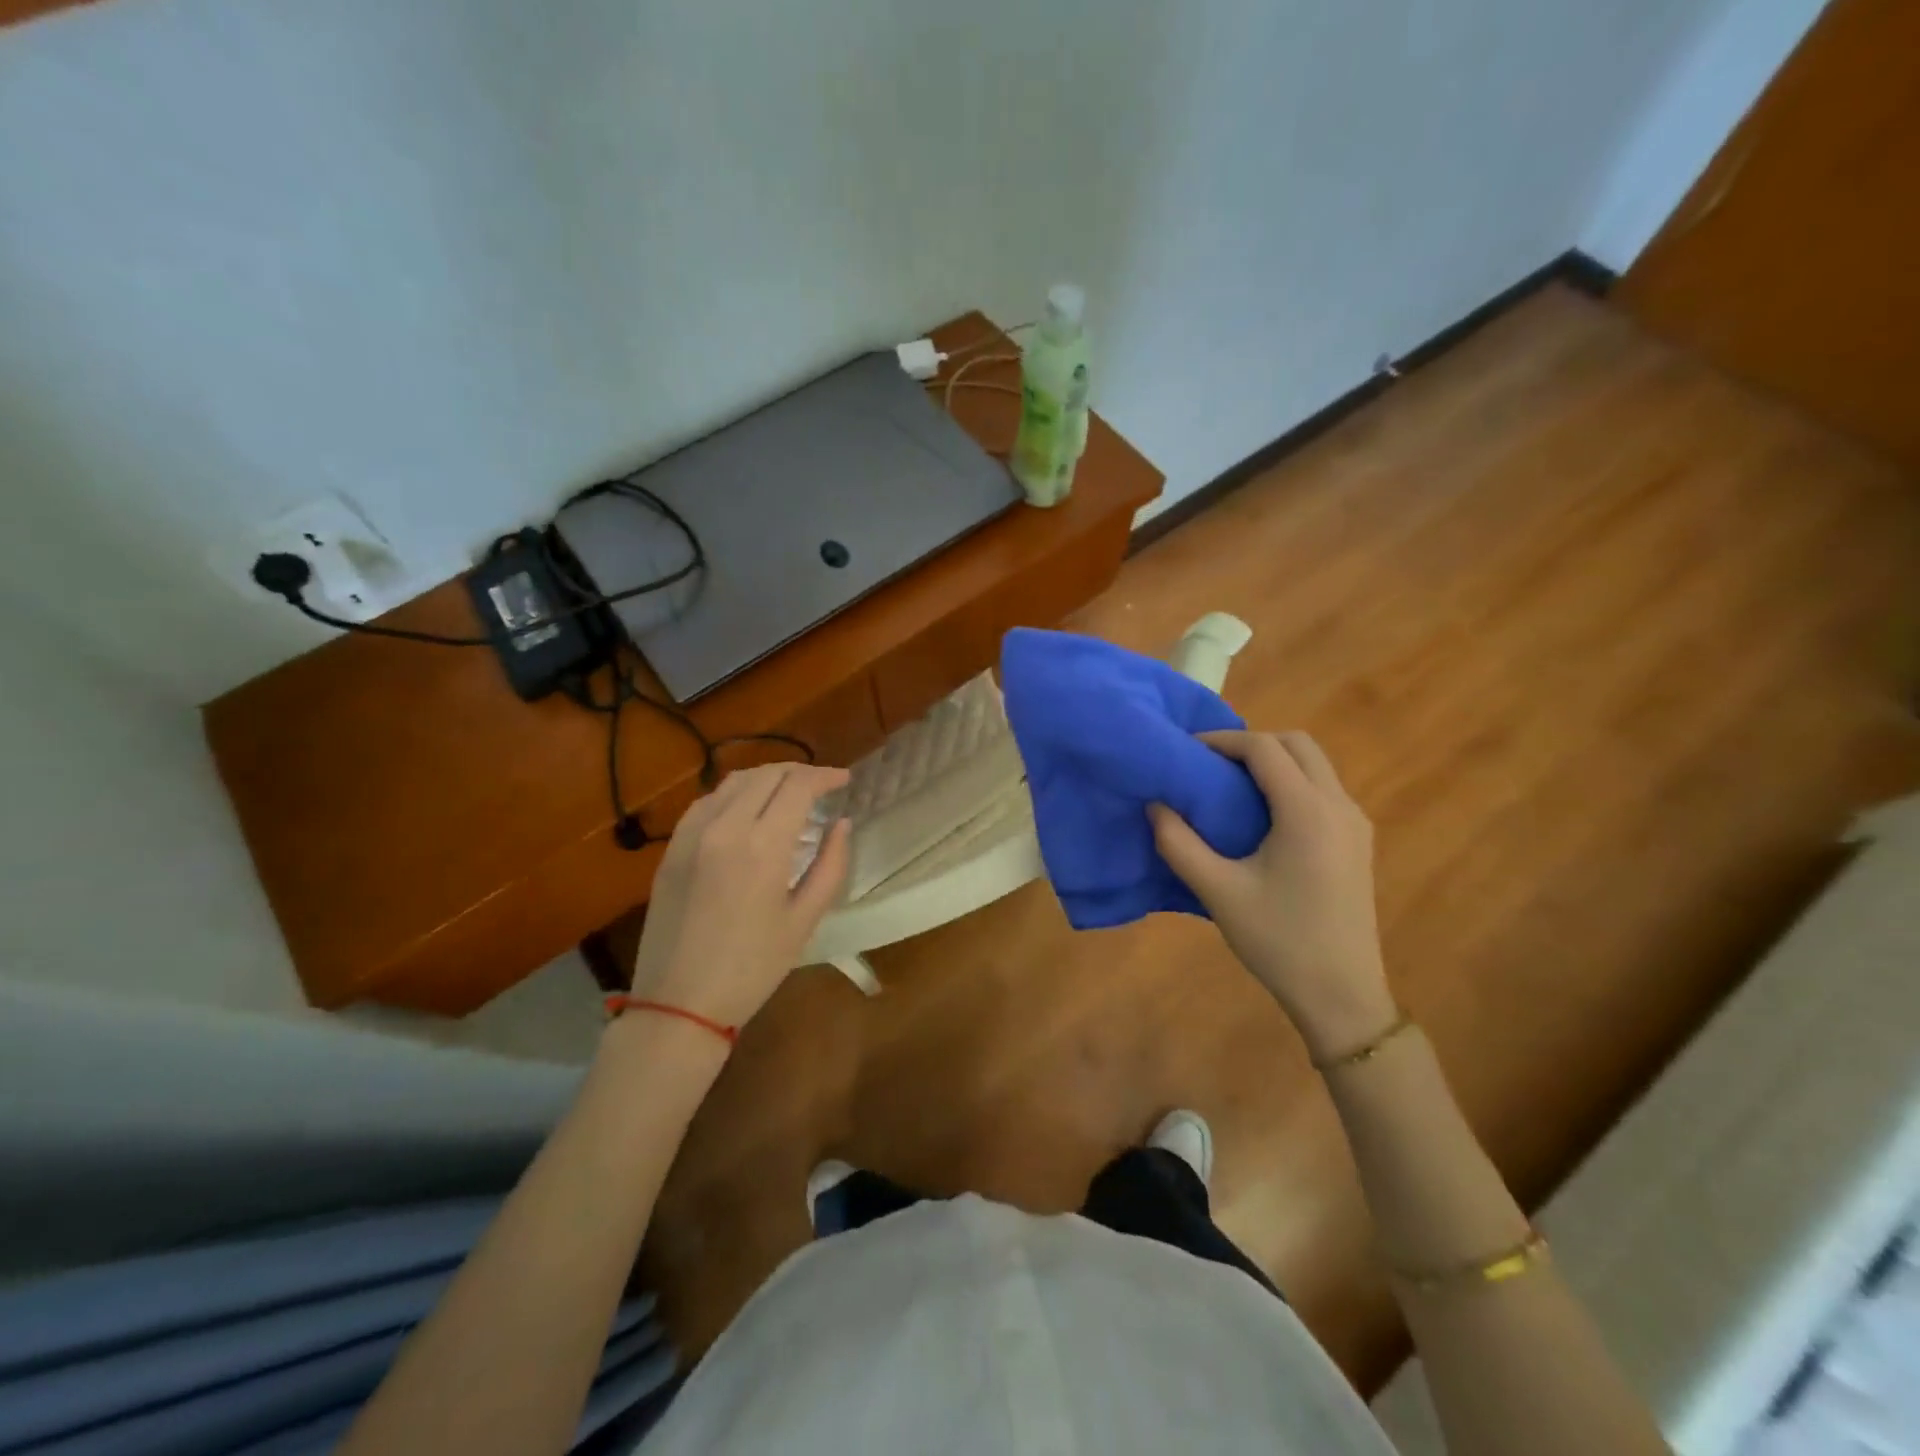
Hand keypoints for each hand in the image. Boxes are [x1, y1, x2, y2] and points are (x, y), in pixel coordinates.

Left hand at [629, 762, 851, 1031]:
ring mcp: (691, 835)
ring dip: (767, 777)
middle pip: (766, 775)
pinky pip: (707, 802)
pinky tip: (748, 809)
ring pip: (734, 781)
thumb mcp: (804, 919)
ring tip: (789, 791)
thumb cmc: (752, 968)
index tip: (845, 779)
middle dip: (800, 772)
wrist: (678, 1003)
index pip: (798, 786)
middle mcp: (724, 827)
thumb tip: (842, 824)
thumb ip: (830, 865)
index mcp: (761, 846)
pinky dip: (735, 793)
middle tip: (822, 785)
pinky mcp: (672, 848)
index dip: (825, 776)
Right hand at [1149, 730, 1397, 1061]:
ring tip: (1230, 787)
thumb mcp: (1217, 892)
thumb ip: (1179, 843)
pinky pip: (1323, 790)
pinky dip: (1291, 782)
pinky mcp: (1358, 842)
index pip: (1264, 748)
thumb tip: (1154, 804)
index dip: (1222, 740)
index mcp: (1307, 812)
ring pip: (1315, 765)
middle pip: (1297, 744)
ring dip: (1274, 761)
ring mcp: (1355, 823)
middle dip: (1252, 743)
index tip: (1187, 751)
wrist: (1341, 995)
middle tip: (1210, 765)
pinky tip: (1262, 816)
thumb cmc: (1278, 941)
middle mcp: (1339, 806)